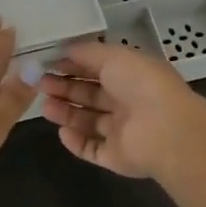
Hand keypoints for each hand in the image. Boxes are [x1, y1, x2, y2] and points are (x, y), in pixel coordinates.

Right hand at [40, 40, 205, 178]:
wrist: (165, 130)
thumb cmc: (141, 84)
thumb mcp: (114, 56)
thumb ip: (87, 53)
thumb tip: (65, 49)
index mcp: (131, 75)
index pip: (98, 68)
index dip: (73, 65)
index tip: (48, 62)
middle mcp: (127, 101)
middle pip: (90, 94)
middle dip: (66, 88)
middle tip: (40, 84)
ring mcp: (123, 131)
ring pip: (89, 121)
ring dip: (66, 113)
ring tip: (44, 105)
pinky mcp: (117, 156)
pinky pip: (92, 148)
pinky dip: (76, 142)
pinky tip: (61, 132)